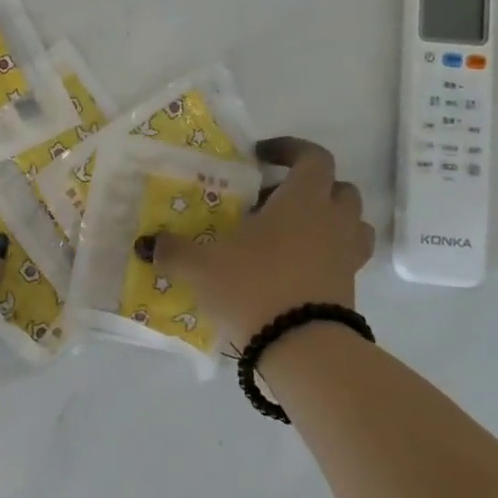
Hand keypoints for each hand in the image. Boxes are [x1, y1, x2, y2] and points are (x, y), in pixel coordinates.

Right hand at [139, 137, 374, 343]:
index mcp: (303, 200)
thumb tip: (146, 243)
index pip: (312, 157)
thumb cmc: (253, 288)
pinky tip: (292, 268)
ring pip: (350, 223)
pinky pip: (344, 257)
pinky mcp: (350, 288)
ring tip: (289, 232)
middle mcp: (332, 221)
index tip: (261, 156)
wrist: (302, 348)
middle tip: (270, 199)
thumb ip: (173, 251)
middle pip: (338, 187)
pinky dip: (325, 253)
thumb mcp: (201, 266)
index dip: (290, 149)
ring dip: (326, 219)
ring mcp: (347, 255)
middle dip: (309, 186)